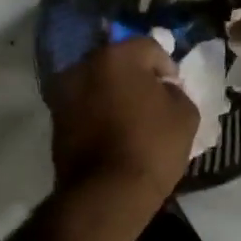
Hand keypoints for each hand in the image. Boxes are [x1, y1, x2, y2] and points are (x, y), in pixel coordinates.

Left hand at [47, 36, 198, 206]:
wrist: (106, 193)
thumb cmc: (151, 147)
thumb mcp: (185, 115)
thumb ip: (176, 92)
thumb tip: (164, 90)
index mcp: (116, 56)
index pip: (149, 48)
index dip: (167, 68)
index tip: (175, 90)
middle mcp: (84, 65)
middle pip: (117, 62)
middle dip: (136, 77)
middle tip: (152, 101)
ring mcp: (64, 92)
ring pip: (97, 83)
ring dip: (113, 94)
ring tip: (131, 119)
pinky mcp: (55, 119)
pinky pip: (84, 106)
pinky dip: (97, 112)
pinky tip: (113, 133)